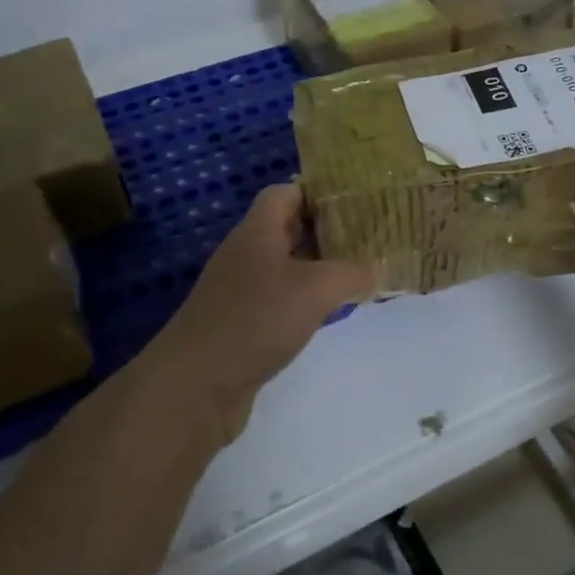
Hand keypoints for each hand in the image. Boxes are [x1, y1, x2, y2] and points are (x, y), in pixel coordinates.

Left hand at [148, 185, 377, 440]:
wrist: (196, 385)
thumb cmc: (256, 319)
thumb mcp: (315, 288)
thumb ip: (351, 272)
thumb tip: (378, 266)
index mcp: (257, 231)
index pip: (285, 192)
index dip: (318, 190)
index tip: (356, 199)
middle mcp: (246, 254)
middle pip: (288, 228)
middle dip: (326, 229)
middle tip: (368, 234)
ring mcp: (241, 291)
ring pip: (286, 267)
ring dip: (318, 267)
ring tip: (359, 270)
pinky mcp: (242, 324)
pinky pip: (280, 300)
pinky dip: (305, 300)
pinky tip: (330, 312)